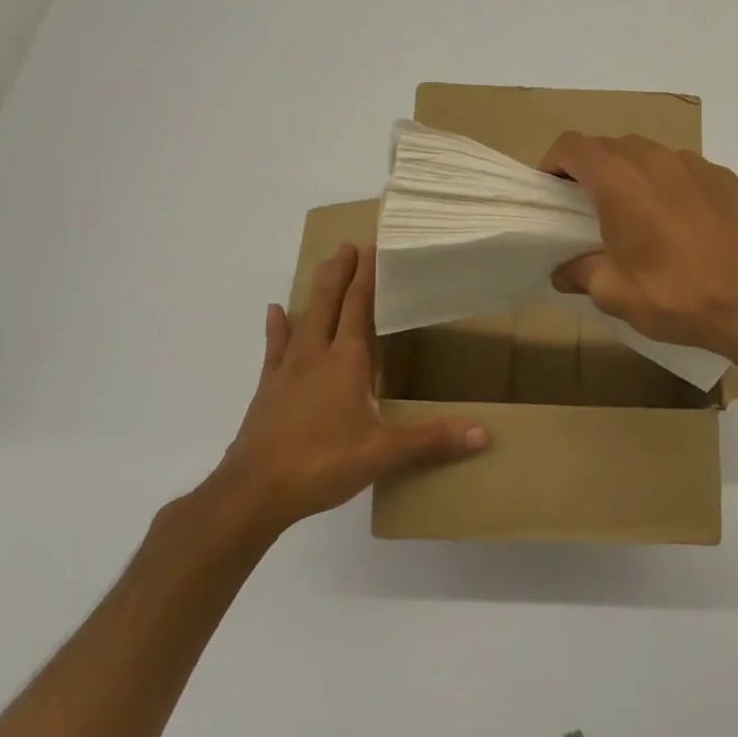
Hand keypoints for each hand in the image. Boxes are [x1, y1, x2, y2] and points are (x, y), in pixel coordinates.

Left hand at [209, 243, 487, 533]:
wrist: (254, 491)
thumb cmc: (322, 464)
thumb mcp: (383, 454)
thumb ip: (431, 440)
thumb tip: (483, 433)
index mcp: (346, 363)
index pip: (358, 309)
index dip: (366, 278)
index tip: (371, 246)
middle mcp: (315, 356)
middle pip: (328, 304)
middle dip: (340, 273)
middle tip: (347, 244)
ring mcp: (287, 371)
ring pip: (304, 319)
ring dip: (316, 291)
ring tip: (323, 266)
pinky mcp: (268, 389)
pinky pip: (275, 348)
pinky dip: (278, 328)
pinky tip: (276, 312)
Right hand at [541, 133, 737, 358]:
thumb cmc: (674, 295)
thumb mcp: (613, 293)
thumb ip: (580, 273)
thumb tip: (563, 272)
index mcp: (618, 181)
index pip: (572, 146)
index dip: (553, 163)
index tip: (551, 191)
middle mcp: (654, 159)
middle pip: (608, 146)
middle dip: (590, 169)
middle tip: (586, 207)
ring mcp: (693, 164)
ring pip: (647, 153)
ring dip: (630, 173)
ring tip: (633, 213)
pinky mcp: (722, 178)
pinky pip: (681, 169)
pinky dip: (667, 183)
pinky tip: (677, 221)